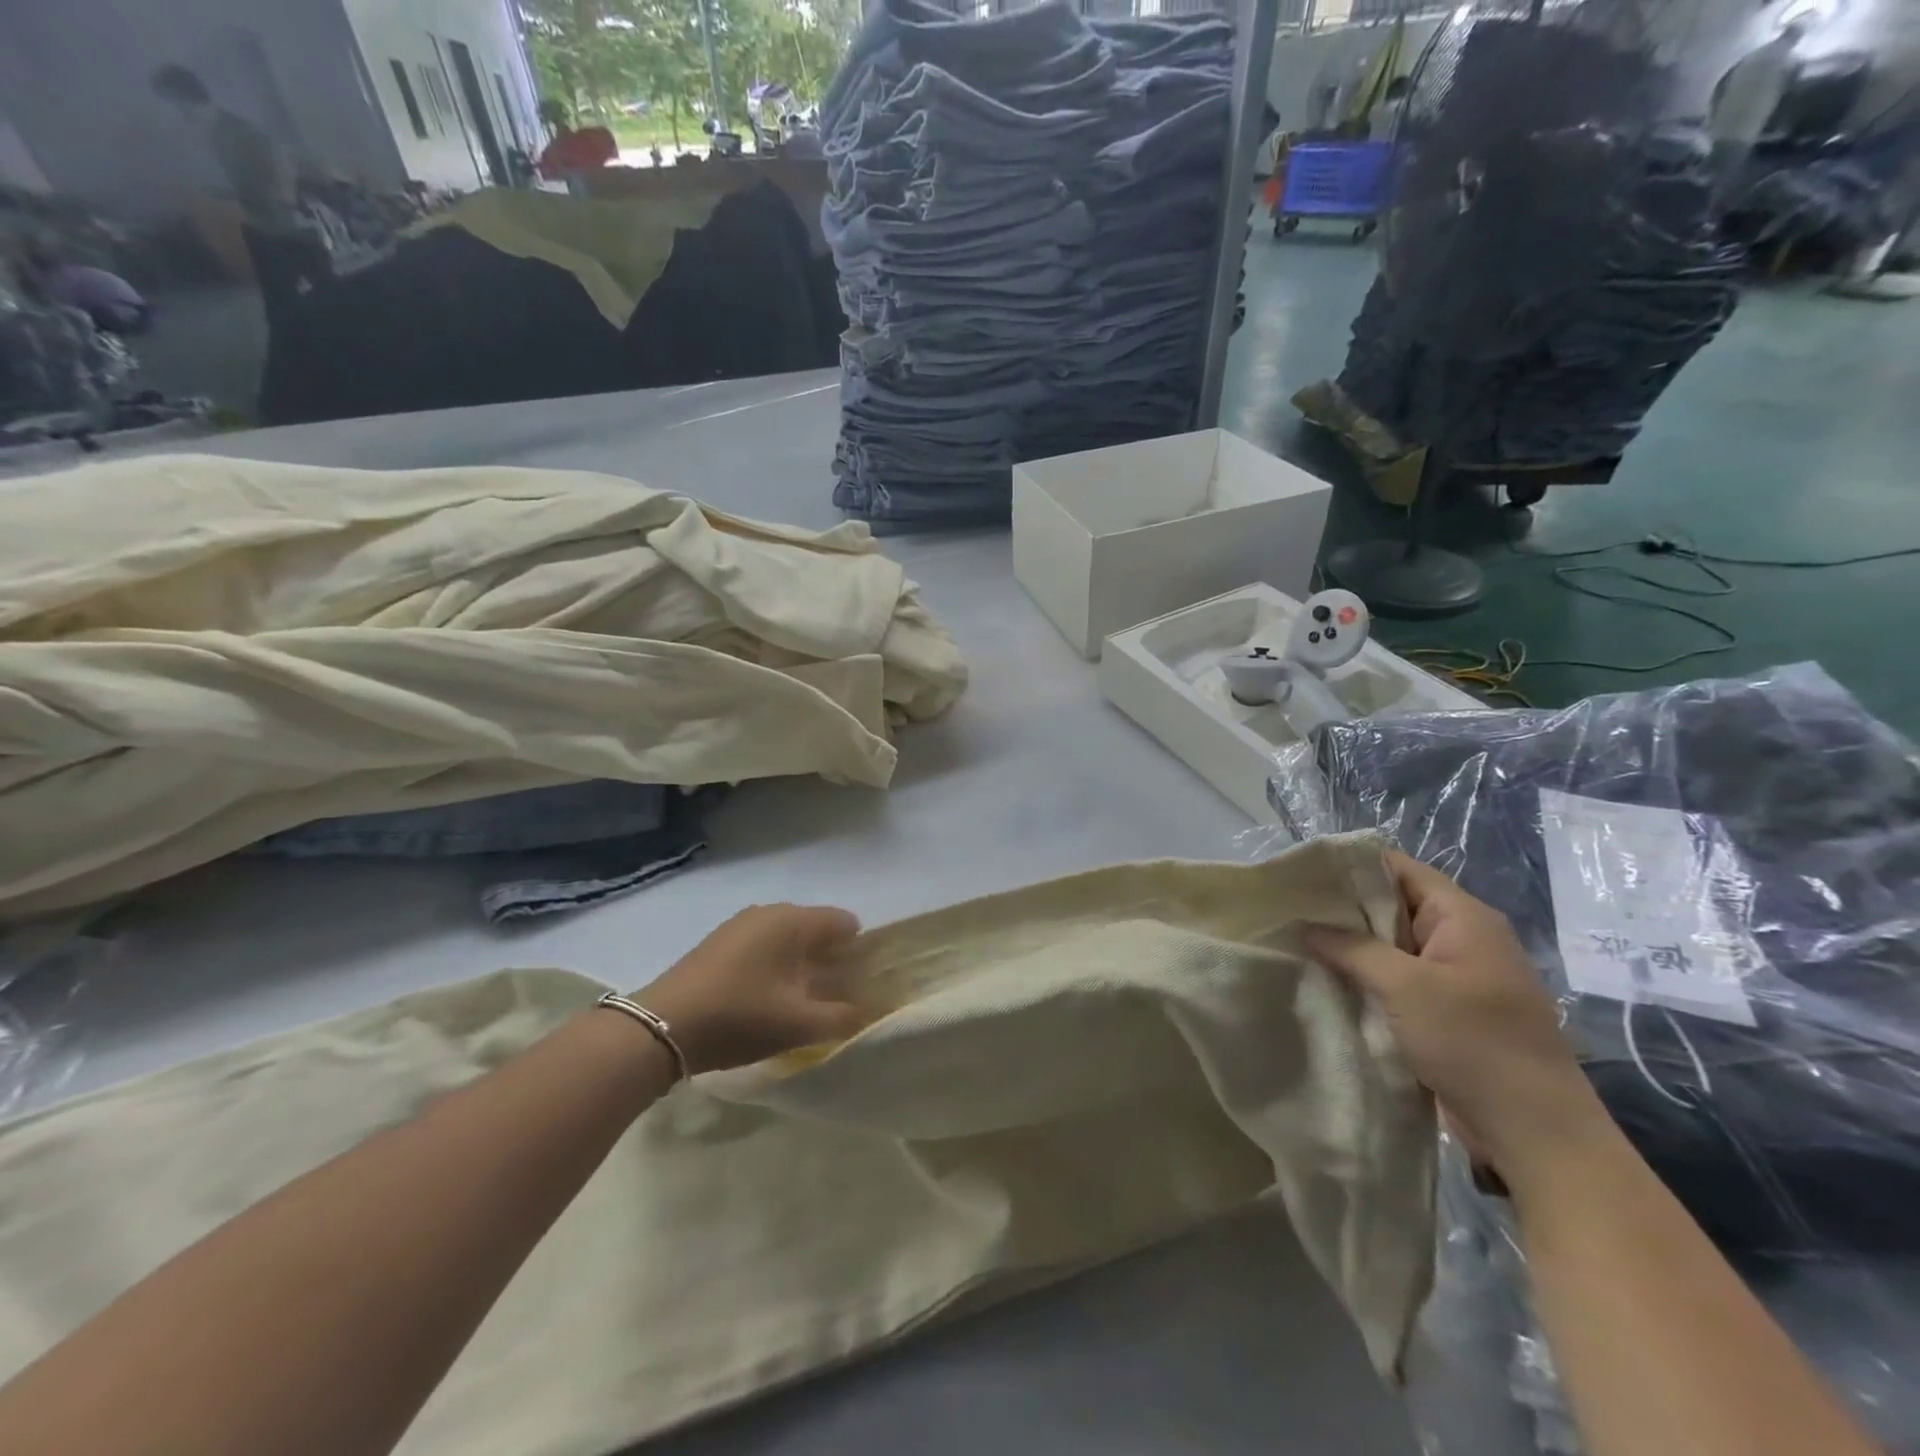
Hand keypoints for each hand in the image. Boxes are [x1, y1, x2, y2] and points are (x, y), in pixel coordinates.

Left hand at [635, 905, 864, 1074]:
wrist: (661, 1027)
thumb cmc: (739, 1017)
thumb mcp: (799, 1024)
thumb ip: (843, 1017)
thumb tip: (869, 1012)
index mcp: (794, 921)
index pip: (846, 923)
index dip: (860, 952)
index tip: (861, 985)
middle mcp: (770, 911)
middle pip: (817, 928)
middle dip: (832, 959)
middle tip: (835, 997)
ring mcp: (741, 923)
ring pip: (788, 937)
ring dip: (802, 963)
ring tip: (801, 1001)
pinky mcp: (720, 940)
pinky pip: (764, 944)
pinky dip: (775, 964)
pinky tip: (766, 997)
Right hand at [1303, 851, 1611, 1184]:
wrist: (1535, 1134)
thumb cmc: (1475, 1045)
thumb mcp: (1406, 988)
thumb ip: (1353, 949)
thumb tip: (1307, 926)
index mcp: (1462, 917)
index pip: (1398, 868)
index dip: (1350, 865)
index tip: (1301, 873)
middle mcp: (1461, 937)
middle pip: (1392, 903)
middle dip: (1342, 906)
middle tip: (1289, 908)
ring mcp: (1455, 976)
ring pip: (1391, 944)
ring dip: (1351, 945)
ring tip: (1297, 940)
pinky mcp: (1447, 1010)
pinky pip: (1398, 978)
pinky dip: (1365, 975)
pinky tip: (1326, 979)